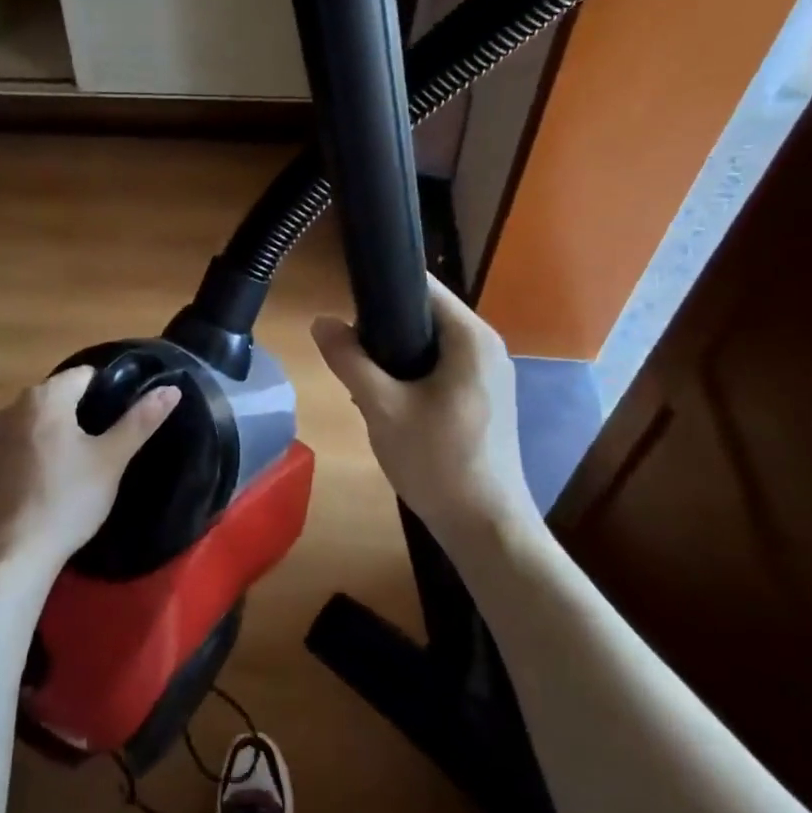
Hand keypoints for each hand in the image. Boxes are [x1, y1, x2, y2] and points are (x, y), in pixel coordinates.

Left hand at [0, 367, 180, 579]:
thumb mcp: (111, 460)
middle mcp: (15, 406)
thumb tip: (171, 389)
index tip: (125, 419)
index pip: (86, 374)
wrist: (11, 554)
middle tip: (109, 443)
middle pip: (61, 395)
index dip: (110, 391)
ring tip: (85, 462)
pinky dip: (41, 451)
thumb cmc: (67, 500)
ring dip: (62, 432)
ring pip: (41, 420)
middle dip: (85, 411)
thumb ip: (140, 421)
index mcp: (45, 396)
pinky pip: (24, 442)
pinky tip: (54, 479)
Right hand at [312, 276, 540, 560]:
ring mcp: (490, 374)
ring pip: (430, 344)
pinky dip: (412, 375)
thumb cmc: (437, 462)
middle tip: (348, 354)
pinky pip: (442, 368)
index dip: (381, 287)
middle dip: (383, 328)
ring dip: (394, 356)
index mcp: (471, 337)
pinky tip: (387, 402)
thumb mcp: (382, 407)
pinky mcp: (485, 398)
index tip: (345, 302)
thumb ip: (349, 359)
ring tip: (361, 381)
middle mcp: (487, 346)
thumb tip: (321, 321)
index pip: (422, 285)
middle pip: (425, 314)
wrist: (486, 528)